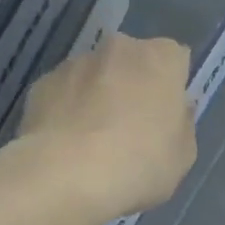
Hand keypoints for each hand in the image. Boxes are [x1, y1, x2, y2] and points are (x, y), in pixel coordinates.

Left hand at [19, 33, 196, 223]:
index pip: (175, 58)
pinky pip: (63, 93)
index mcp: (161, 58)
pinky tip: (64, 145)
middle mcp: (119, 48)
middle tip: (130, 127)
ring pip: (95, 75)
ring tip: (91, 142)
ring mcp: (76, 62)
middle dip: (132, 85)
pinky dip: (66, 110)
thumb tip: (175, 111)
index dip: (171, 86)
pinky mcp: (42, 83)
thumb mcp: (182, 156)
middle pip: (132, 61)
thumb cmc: (138, 164)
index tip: (165, 116)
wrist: (64, 176)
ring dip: (97, 95)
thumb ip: (182, 125)